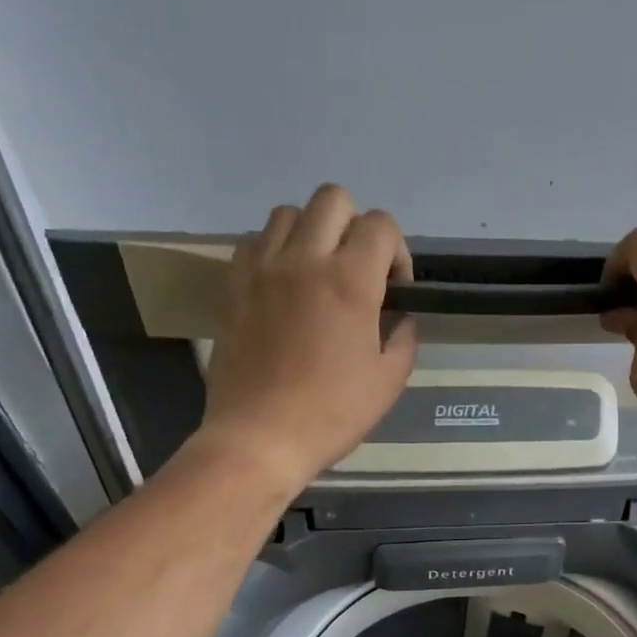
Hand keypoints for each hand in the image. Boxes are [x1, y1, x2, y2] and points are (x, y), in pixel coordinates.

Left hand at [196, 184, 417, 490]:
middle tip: (358, 272)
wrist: (260, 437)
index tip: (394, 289)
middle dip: (356, 227)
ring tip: (317, 275)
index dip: (397, 251)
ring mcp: (262, 269)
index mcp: (350, 281)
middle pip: (333, 199)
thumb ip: (403, 336)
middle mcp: (304, 260)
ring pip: (289, 213)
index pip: (381, 224)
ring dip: (313, 233)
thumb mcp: (389, 380)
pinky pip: (254, 241)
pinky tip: (283, 286)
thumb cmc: (332, 413)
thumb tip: (398, 316)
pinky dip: (274, 250)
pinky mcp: (233, 285)